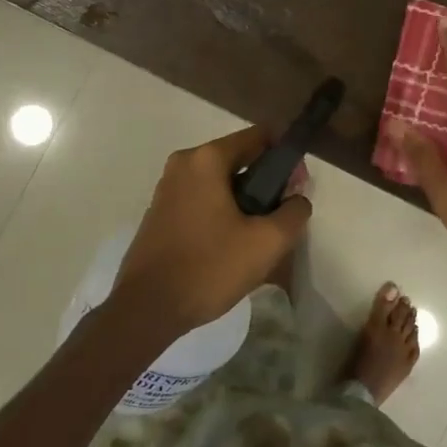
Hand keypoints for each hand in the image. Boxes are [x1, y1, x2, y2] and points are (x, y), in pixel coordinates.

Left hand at [106, 126, 311, 333]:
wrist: (147, 308)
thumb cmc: (209, 267)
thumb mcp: (267, 242)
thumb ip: (294, 212)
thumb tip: (297, 199)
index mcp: (207, 159)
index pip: (259, 137)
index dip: (286, 157)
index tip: (299, 186)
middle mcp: (183, 164)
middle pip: (239, 159)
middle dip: (266, 182)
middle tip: (283, 216)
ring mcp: (167, 188)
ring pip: (220, 182)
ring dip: (245, 200)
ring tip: (260, 235)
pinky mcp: (159, 212)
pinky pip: (202, 199)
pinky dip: (222, 211)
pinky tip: (232, 244)